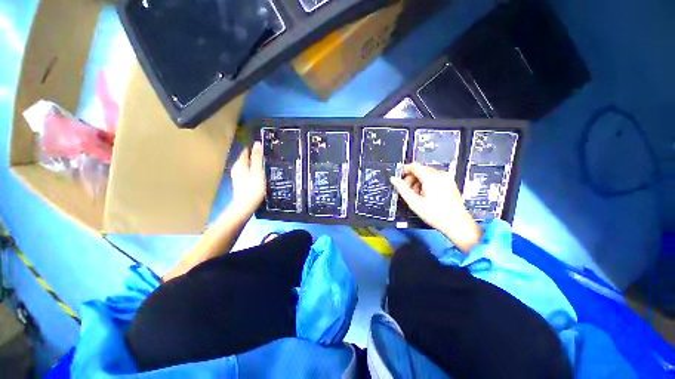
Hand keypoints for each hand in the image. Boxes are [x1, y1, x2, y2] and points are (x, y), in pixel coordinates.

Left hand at [229, 141, 265, 216]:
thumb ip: (257, 158)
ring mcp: (237, 175)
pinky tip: (260, 174)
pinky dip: (253, 170)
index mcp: (240, 164)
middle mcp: (236, 167)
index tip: (265, 147)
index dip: (255, 147)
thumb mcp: (257, 172)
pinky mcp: (240, 181)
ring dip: (255, 163)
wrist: (245, 206)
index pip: (246, 149)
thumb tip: (257, 143)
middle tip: (268, 156)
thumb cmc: (253, 189)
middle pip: (246, 157)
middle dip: (255, 155)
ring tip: (266, 164)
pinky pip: (247, 170)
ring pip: (247, 164)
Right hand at [390, 164, 481, 251]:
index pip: (414, 166)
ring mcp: (447, 179)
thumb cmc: (436, 214)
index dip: (404, 170)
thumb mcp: (414, 202)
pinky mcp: (450, 184)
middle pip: (421, 170)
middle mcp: (441, 175)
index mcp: (431, 177)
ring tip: (417, 195)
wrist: (456, 224)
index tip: (399, 177)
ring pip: (427, 175)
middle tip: (408, 190)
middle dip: (412, 179)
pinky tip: (426, 196)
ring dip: (419, 182)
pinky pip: (435, 179)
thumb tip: (394, 179)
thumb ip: (402, 188)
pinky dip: (427, 184)